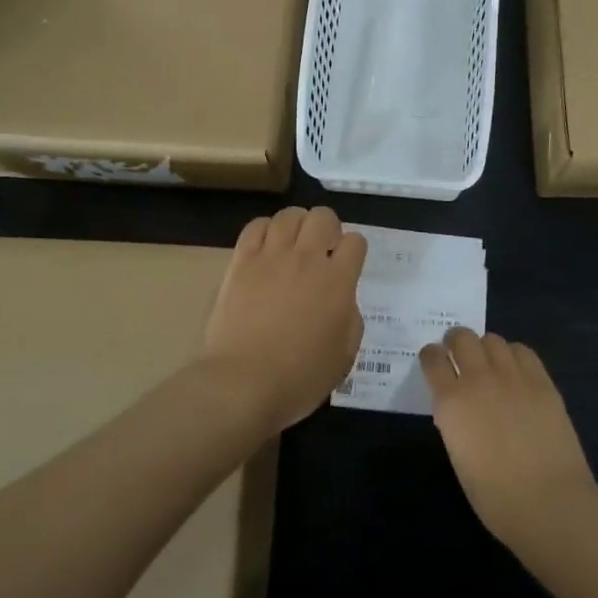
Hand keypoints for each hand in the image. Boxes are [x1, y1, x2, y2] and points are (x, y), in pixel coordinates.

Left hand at [202, 207, 367, 434]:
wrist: (243, 382)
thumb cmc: (299, 378)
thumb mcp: (344, 355)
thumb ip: (350, 318)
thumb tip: (342, 298)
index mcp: (338, 281)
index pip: (355, 242)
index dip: (353, 250)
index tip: (346, 264)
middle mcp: (307, 259)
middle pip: (322, 216)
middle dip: (328, 227)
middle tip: (322, 249)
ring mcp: (271, 257)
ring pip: (288, 215)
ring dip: (297, 224)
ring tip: (293, 243)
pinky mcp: (241, 262)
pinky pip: (255, 227)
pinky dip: (265, 229)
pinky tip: (266, 246)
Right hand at [420, 329, 597, 547]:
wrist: (549, 503)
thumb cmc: (495, 496)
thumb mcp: (459, 456)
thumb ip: (454, 422)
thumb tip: (458, 408)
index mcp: (451, 402)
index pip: (432, 359)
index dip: (430, 356)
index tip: (433, 361)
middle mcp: (479, 379)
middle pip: (462, 338)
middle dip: (455, 341)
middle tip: (458, 354)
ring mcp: (513, 377)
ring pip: (492, 339)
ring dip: (484, 347)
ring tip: (488, 362)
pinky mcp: (542, 382)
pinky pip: (523, 352)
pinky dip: (513, 355)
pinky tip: (514, 370)